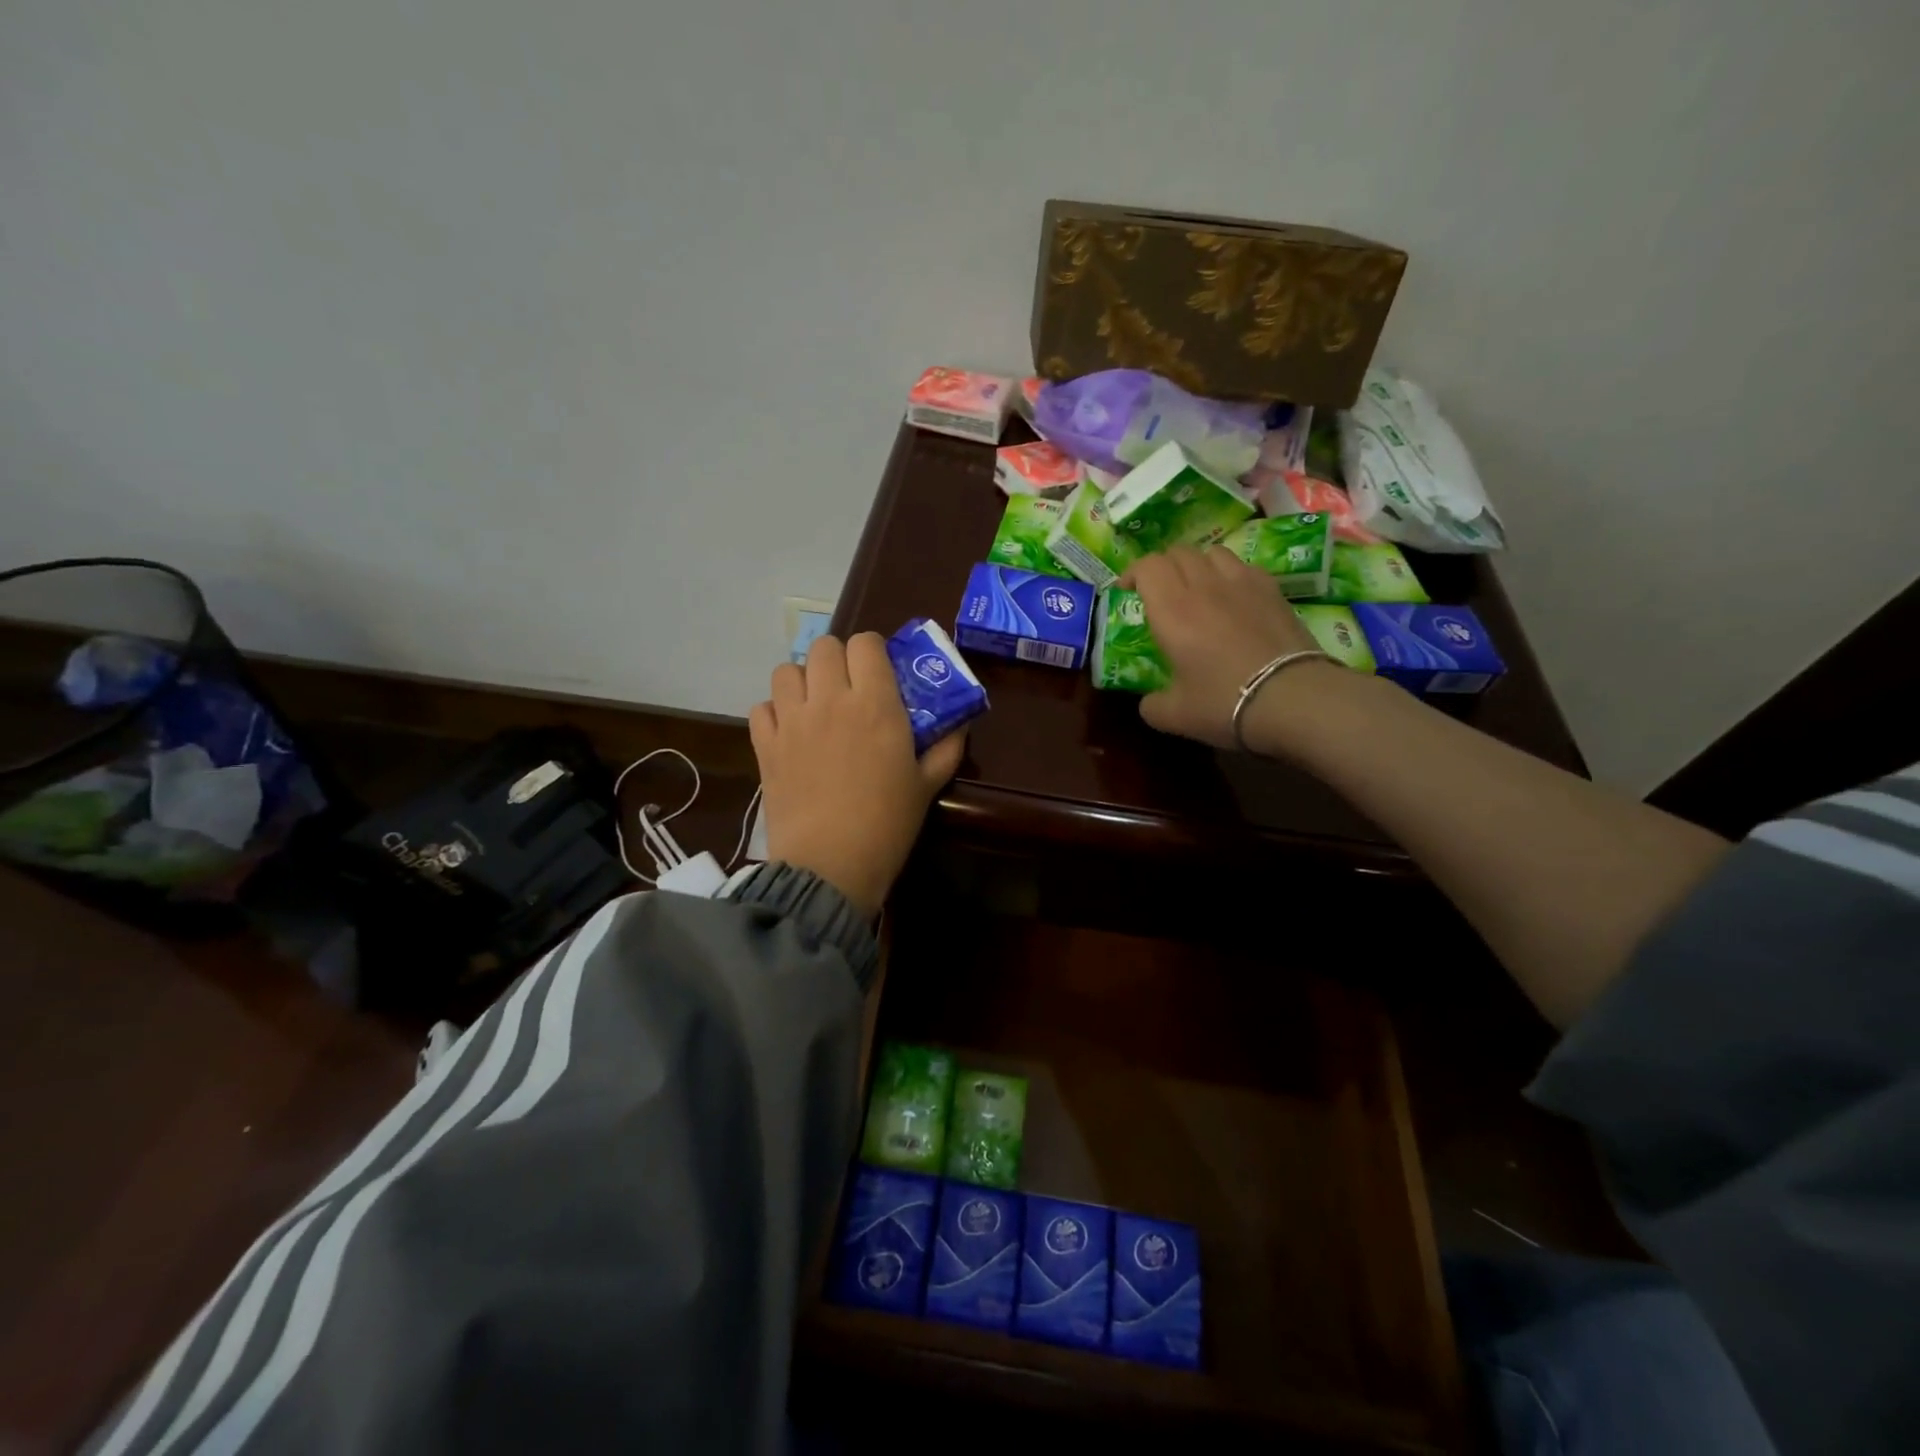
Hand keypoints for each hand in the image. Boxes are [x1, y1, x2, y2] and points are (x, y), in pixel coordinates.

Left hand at [749, 633, 965, 917]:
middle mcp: (830, 699)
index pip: (866, 643)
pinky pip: (761, 707)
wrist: (830, 865)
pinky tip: (789, 732)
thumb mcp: (927, 785)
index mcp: (875, 703)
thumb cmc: (887, 824)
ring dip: (802, 680)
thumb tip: (961, 723)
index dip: (873, 651)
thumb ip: (946, 748)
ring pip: (787, 670)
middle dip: (837, 659)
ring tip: (814, 705)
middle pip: (824, 646)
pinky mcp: (765, 745)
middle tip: (848, 687)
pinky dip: (774, 712)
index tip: (879, 672)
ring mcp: (792, 720)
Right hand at [1120, 545, 1343, 751]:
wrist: (1293, 698)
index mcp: (1171, 609)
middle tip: (1158, 591)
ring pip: (1212, 552)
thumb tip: (1149, 702)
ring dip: (1197, 564)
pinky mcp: (1273, 589)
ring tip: (1196, 588)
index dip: (1133, 573)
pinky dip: (1229, 574)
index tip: (1126, 591)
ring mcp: (1242, 582)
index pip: (1147, 566)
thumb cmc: (1223, 703)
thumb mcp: (1174, 716)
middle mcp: (1204, 585)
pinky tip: (1233, 597)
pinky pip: (1243, 566)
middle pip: (1178, 552)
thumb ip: (1151, 704)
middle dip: (1162, 567)